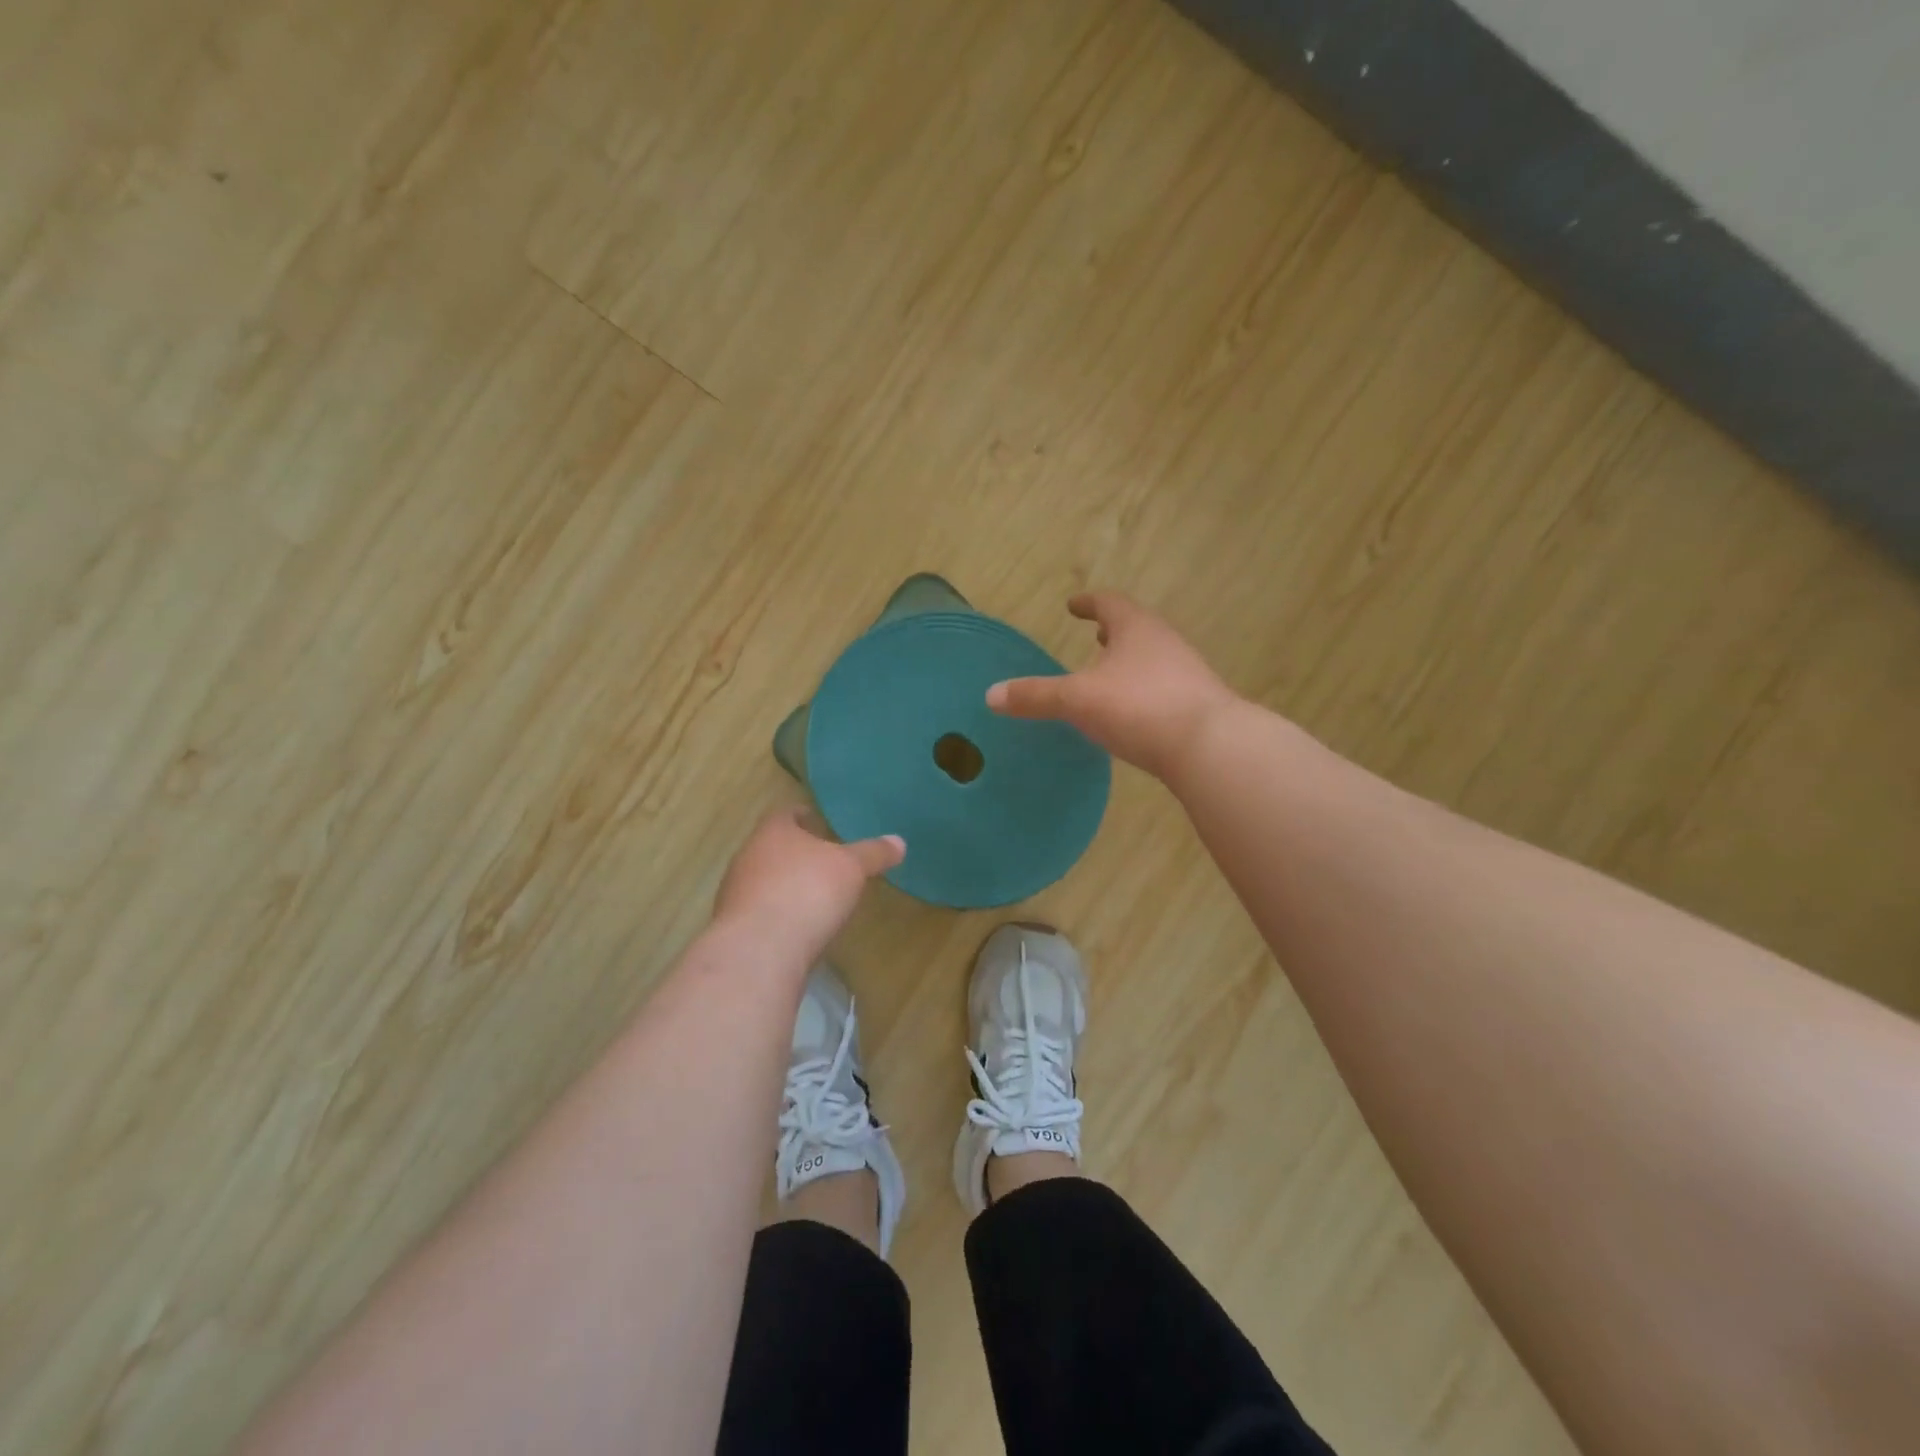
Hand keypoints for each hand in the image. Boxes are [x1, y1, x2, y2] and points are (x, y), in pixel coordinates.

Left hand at [713, 807, 904, 958]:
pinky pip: (761, 913)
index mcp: (773, 832)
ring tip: (815, 896)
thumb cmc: (808, 891)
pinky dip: (779, 916)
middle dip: (797, 853)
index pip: (786, 814)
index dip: (804, 816)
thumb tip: (899, 841)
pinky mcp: (736, 929)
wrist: (760, 951)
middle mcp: (748, 856)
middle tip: (824, 860)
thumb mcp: (852, 868)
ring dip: (786, 886)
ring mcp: (736, 894)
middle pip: (773, 847)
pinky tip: (799, 929)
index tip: (820, 823)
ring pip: (764, 881)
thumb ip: (873, 853)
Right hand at [987, 592, 1239, 778]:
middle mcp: (1165, 643)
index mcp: (1136, 629)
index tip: (1073, 605)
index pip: (1109, 603)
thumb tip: (990, 695)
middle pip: (1136, 628)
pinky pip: (1164, 687)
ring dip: (1130, 661)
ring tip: (1110, 674)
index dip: (1088, 603)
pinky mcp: (1199, 705)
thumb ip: (1035, 697)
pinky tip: (1134, 712)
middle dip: (1112, 632)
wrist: (1210, 746)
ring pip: (1152, 658)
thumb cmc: (1139, 707)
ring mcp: (1187, 673)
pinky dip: (1143, 689)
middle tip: (1095, 636)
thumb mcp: (1077, 701)